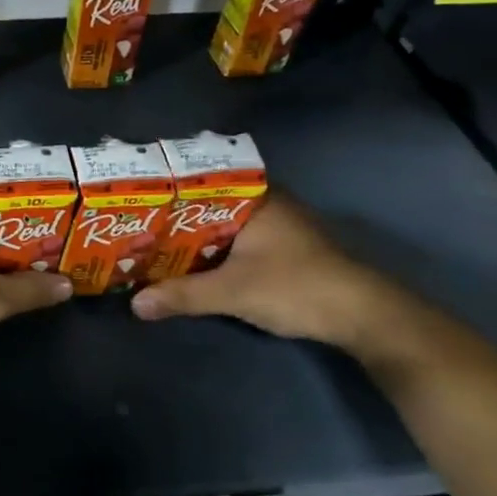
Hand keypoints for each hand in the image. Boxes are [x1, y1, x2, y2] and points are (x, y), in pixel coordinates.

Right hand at [130, 196, 399, 350]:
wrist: (363, 317)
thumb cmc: (296, 287)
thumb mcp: (234, 291)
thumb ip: (183, 295)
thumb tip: (135, 304)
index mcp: (256, 196)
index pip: (202, 178)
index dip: (168, 185)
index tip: (135, 193)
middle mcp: (266, 202)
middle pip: (208, 202)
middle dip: (173, 213)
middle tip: (133, 219)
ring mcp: (277, 226)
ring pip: (221, 222)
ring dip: (192, 233)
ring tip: (149, 238)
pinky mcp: (282, 249)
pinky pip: (235, 239)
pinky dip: (211, 248)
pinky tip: (187, 260)